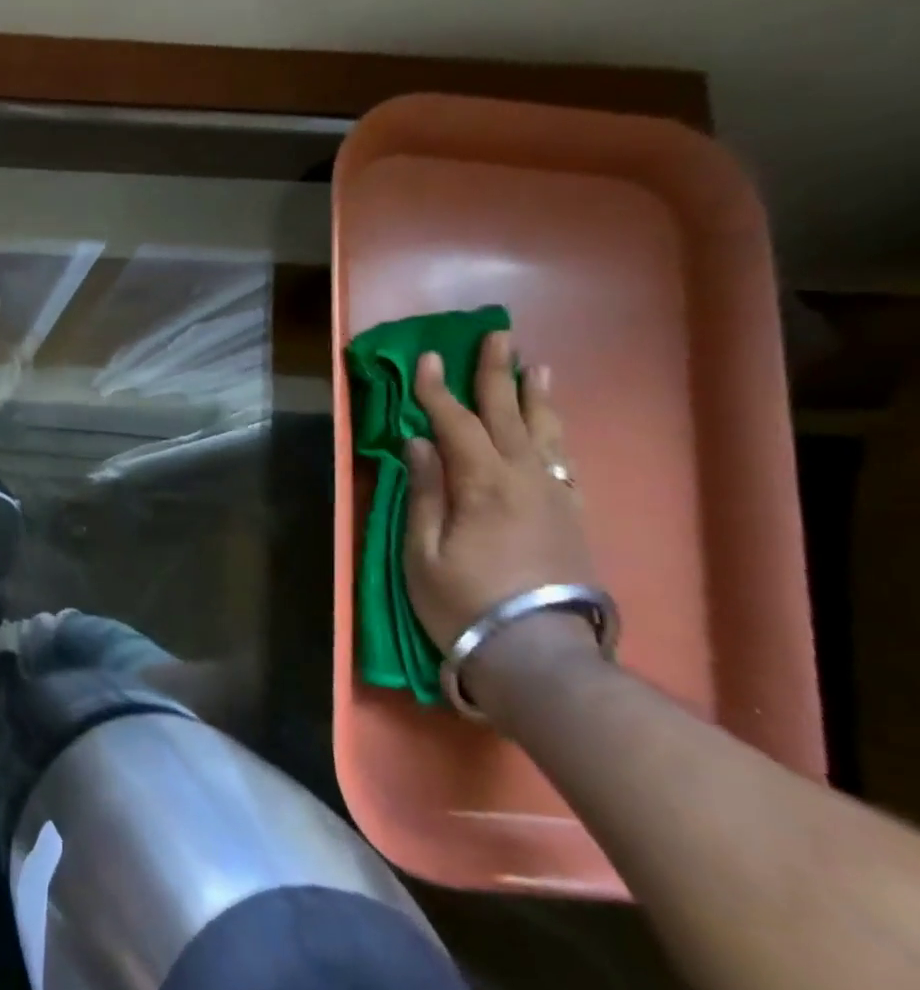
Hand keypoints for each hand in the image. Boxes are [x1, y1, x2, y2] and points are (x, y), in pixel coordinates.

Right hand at [402, 331, 596, 650]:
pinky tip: (552, 425)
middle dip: (496, 374)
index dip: (437, 391)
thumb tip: (418, 443)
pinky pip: (563, 461)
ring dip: (535, 397)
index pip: (456, 424)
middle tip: (495, 336)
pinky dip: (556, 434)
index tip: (426, 359)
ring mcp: (553, 496)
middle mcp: (523, 479)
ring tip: (534, 367)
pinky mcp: (571, 515)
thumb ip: (424, 492)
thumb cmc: (464, 602)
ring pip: (544, 433)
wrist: (539, 654)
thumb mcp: (423, 552)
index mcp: (481, 485)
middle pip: (507, 415)